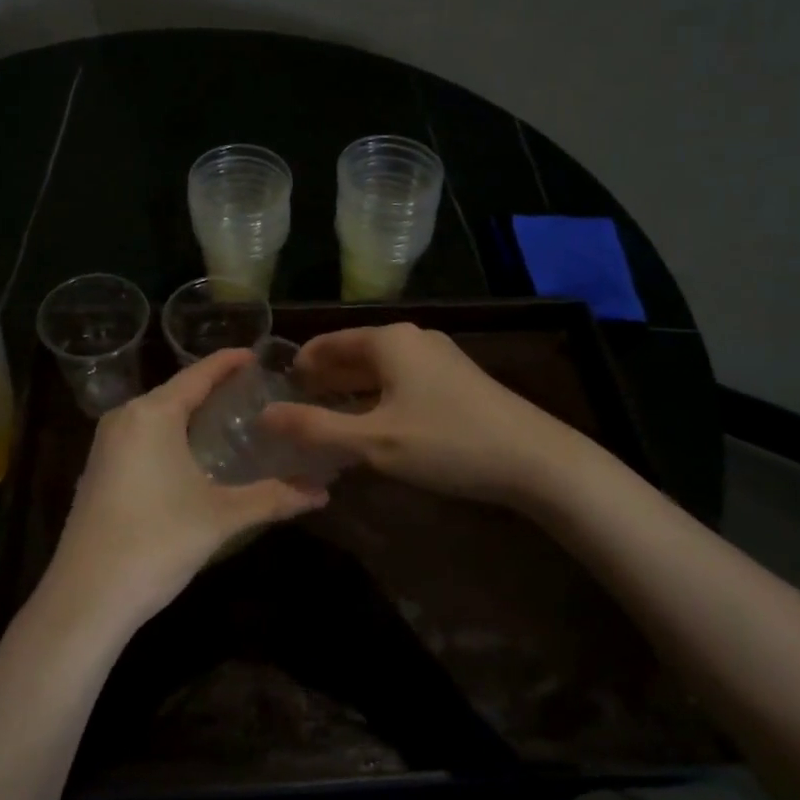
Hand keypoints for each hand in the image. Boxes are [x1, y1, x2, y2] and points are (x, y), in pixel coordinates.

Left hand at [42, 348, 328, 631]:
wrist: (85, 597)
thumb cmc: (157, 542)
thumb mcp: (221, 517)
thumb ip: (273, 498)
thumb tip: (322, 492)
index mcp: (153, 414)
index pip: (198, 374)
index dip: (228, 362)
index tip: (256, 354)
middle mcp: (125, 418)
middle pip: (176, 391)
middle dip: (212, 388)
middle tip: (253, 390)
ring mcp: (105, 445)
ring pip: (157, 415)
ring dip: (190, 413)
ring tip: (229, 418)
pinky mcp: (98, 471)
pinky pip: (141, 436)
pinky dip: (170, 435)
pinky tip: (191, 454)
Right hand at [259, 323, 582, 507]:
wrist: (536, 460)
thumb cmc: (447, 443)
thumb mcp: (373, 441)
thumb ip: (315, 429)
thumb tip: (263, 416)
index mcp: (389, 340)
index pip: (328, 343)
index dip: (299, 366)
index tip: (275, 393)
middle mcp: (412, 339)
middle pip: (353, 355)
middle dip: (323, 381)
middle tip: (293, 414)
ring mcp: (438, 359)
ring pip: (378, 371)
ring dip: (350, 394)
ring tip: (324, 425)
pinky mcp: (456, 382)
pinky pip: (401, 383)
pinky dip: (377, 401)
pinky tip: (370, 430)